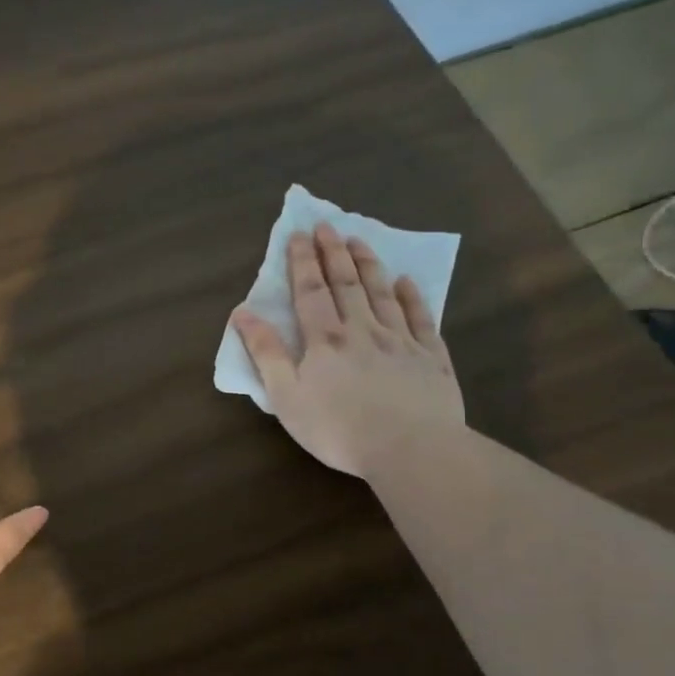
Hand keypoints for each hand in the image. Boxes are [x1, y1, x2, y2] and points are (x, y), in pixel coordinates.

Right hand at [231, 222, 463, 476]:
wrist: (411, 449)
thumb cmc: (338, 429)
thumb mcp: (287, 397)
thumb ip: (266, 353)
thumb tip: (243, 313)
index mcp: (325, 340)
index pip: (310, 292)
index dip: (302, 262)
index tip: (299, 234)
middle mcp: (363, 330)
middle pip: (347, 284)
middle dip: (334, 253)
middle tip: (328, 226)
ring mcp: (401, 341)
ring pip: (383, 294)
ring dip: (369, 265)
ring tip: (360, 241)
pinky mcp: (431, 358)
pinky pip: (420, 319)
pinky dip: (412, 298)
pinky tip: (407, 282)